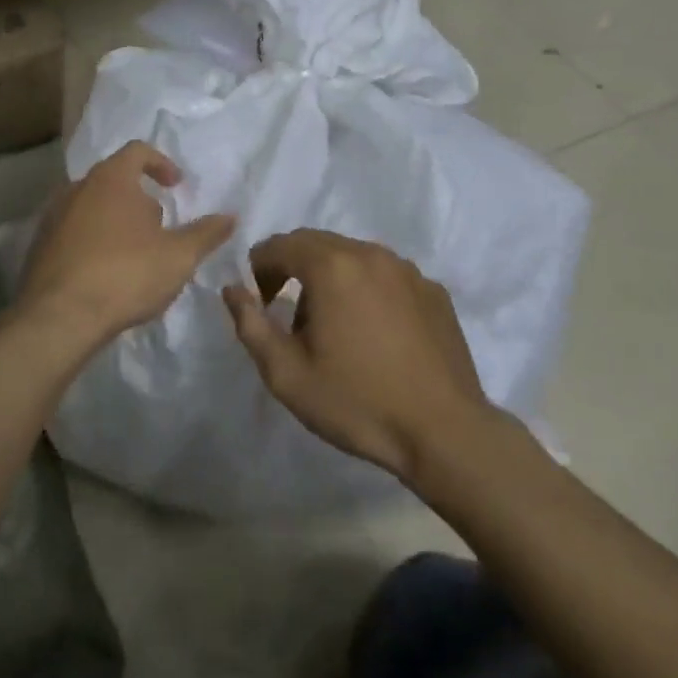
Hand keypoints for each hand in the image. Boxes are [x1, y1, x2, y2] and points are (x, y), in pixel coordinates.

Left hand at [18, 140, 234, 348]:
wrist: (58, 317)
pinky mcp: (39, 245)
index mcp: (112, 178)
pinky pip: (73, 232)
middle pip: (114, 179)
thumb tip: (230, 216)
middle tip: (159, 228)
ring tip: (135, 254)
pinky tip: (105, 273)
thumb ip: (206, 233)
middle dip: (139, 199)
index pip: (138, 151)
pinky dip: (93, 242)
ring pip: (92, 206)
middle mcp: (78, 187)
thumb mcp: (178, 256)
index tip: (176, 186)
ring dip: (116, 221)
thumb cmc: (125, 274)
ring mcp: (53, 215)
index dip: (161, 163)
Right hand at [222, 229, 492, 481]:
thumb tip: (232, 289)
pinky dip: (368, 290)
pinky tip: (374, 333)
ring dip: (331, 278)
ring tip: (333, 325)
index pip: (279, 245)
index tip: (259, 303)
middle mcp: (370, 253)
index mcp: (331, 265)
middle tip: (289, 314)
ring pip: (353, 257)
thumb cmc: (358, 402)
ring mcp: (407, 270)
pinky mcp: (433, 291)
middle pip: (316, 244)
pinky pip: (386, 276)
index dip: (259, 269)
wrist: (445, 434)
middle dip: (293, 269)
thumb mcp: (286, 374)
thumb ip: (250, 325)